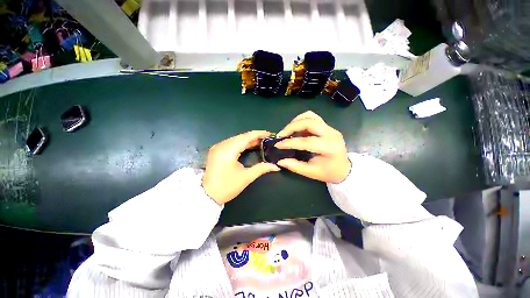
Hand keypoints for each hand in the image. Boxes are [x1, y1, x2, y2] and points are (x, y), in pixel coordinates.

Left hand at [202, 131, 280, 204]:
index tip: (269, 134)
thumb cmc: (227, 187)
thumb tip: (276, 166)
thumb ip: (262, 168)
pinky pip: (232, 143)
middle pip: (241, 137)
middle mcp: (221, 145)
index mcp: (228, 150)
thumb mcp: (246, 177)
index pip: (246, 137)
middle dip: (255, 137)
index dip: (258, 134)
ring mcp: (217, 147)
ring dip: (248, 140)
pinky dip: (242, 144)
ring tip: (261, 142)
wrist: (207, 196)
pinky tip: (249, 145)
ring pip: (236, 139)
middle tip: (267, 139)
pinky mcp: (217, 150)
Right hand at [275, 111, 350, 182]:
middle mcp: (331, 134)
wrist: (344, 168)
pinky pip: (313, 118)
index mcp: (329, 147)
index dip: (290, 142)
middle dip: (292, 126)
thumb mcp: (311, 172)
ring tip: (287, 131)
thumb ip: (295, 166)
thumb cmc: (328, 172)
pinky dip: (301, 121)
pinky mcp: (327, 127)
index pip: (306, 141)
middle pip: (309, 121)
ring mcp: (330, 128)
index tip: (278, 145)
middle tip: (281, 135)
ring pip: (311, 116)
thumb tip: (280, 161)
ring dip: (296, 121)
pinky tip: (296, 130)